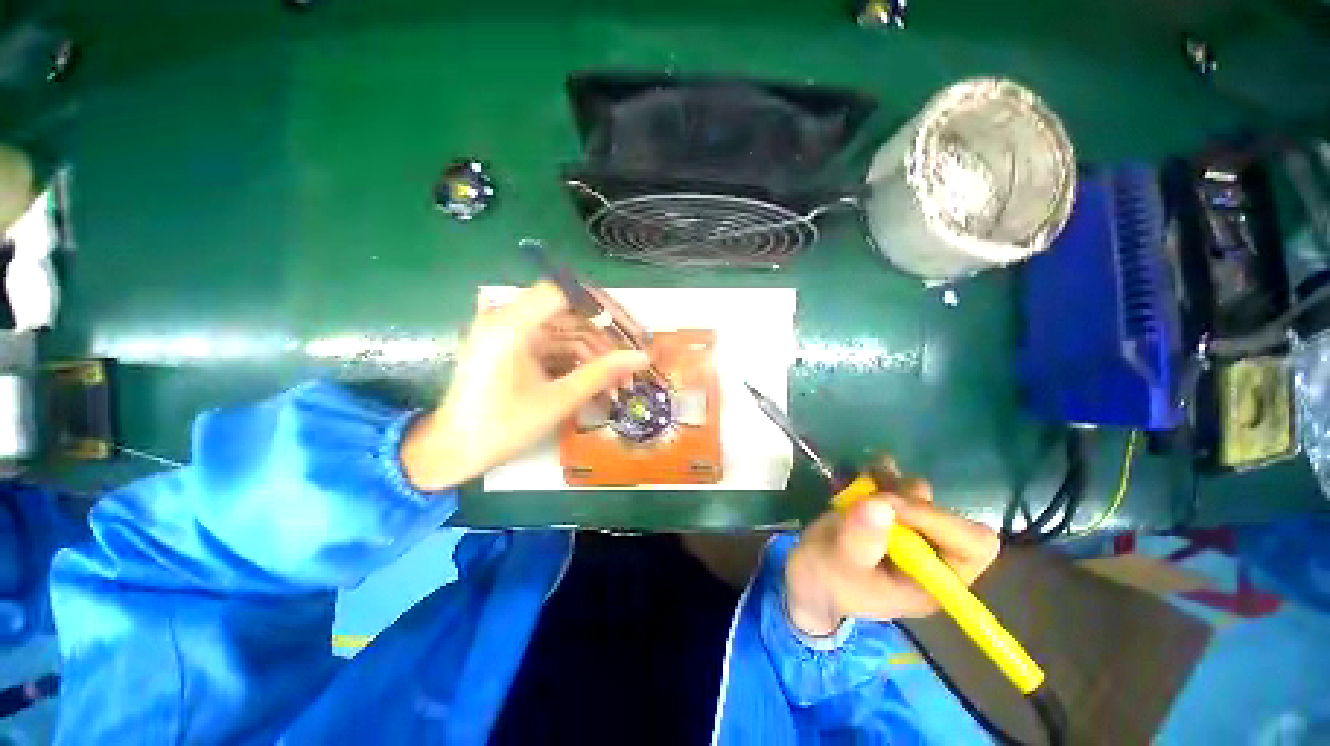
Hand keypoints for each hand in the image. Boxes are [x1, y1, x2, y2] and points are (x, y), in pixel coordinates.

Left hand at [400, 282, 650, 490]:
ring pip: (566, 331)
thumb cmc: (501, 428)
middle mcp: (508, 319)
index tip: (630, 329)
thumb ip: (601, 373)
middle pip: (569, 312)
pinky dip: (578, 360)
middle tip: (632, 360)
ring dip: (595, 353)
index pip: (564, 291)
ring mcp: (511, 333)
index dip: (602, 306)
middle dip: (605, 337)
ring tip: (620, 380)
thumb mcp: (557, 400)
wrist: (453, 452)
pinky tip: (599, 381)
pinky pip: (555, 345)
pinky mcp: (515, 348)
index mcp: (511, 324)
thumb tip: (643, 357)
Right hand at [784, 458, 1001, 635]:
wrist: (808, 575)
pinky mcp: (890, 514)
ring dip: (894, 484)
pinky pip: (897, 485)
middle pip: (948, 515)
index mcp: (935, 580)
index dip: (940, 521)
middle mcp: (932, 555)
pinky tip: (865, 471)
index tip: (893, 507)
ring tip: (865, 479)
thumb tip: (880, 505)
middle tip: (874, 494)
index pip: (972, 546)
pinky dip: (883, 473)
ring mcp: (911, 531)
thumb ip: (861, 539)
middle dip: (910, 501)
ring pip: (921, 496)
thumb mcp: (840, 565)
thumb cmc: (828, 580)